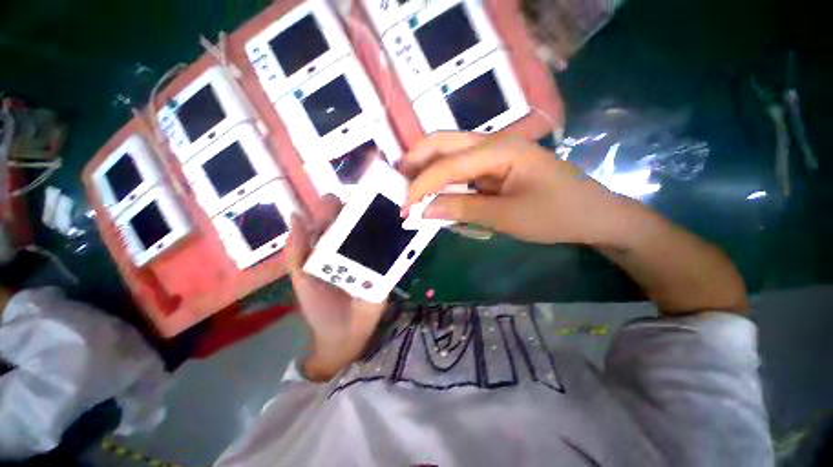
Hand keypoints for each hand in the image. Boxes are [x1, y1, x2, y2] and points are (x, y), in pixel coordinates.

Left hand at [286, 196, 387, 381]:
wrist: (346, 335)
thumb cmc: (319, 308)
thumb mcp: (302, 279)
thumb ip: (297, 251)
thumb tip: (296, 215)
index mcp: (329, 250)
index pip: (330, 224)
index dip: (331, 210)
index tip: (335, 198)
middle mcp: (350, 250)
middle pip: (355, 225)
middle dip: (358, 210)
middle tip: (363, 197)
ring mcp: (370, 258)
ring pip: (374, 234)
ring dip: (380, 220)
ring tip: (384, 206)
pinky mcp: (386, 268)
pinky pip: (390, 251)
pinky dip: (396, 238)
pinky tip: (401, 225)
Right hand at [401, 132, 625, 244]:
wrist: (593, 214)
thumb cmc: (556, 215)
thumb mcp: (507, 217)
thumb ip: (463, 209)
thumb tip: (424, 210)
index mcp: (500, 149)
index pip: (447, 164)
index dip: (422, 185)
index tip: (405, 208)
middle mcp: (493, 142)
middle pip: (443, 141)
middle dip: (416, 161)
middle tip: (399, 183)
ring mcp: (494, 152)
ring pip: (450, 151)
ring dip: (427, 167)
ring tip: (411, 187)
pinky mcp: (495, 165)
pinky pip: (462, 167)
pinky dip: (444, 178)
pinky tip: (436, 191)